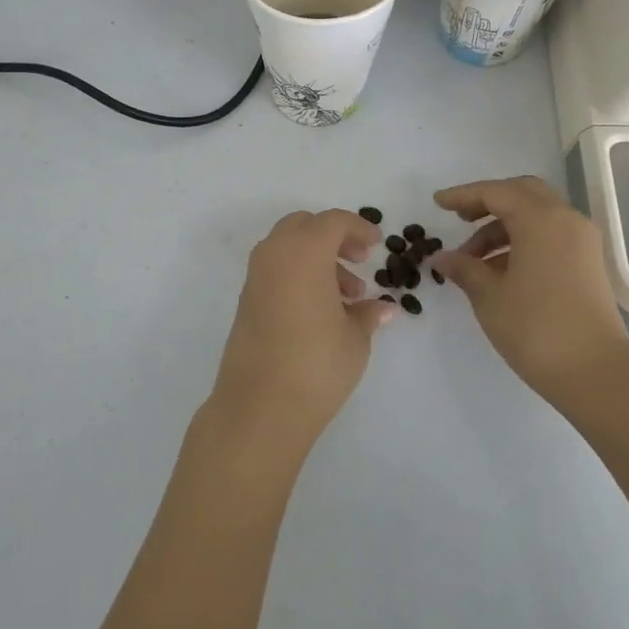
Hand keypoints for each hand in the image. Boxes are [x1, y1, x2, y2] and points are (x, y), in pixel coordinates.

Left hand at [207, 209, 395, 454]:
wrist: (259, 407)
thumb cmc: (317, 363)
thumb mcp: (355, 338)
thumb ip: (368, 313)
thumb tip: (383, 308)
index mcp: (304, 252)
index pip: (332, 221)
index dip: (358, 227)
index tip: (377, 244)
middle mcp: (274, 255)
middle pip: (304, 226)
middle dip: (333, 237)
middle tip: (359, 261)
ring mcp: (255, 278)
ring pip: (287, 248)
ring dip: (317, 259)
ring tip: (347, 298)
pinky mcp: (246, 302)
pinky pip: (275, 270)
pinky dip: (298, 275)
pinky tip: (321, 311)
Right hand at [433, 176, 628, 404]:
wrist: (595, 373)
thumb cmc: (535, 328)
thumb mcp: (489, 296)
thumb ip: (464, 268)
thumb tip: (442, 257)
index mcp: (541, 220)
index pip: (496, 192)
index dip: (464, 195)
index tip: (437, 203)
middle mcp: (566, 220)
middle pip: (522, 193)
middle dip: (488, 202)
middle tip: (460, 218)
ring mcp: (581, 241)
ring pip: (537, 215)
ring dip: (503, 227)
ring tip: (473, 258)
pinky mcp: (587, 263)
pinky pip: (550, 235)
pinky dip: (523, 240)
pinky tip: (500, 269)